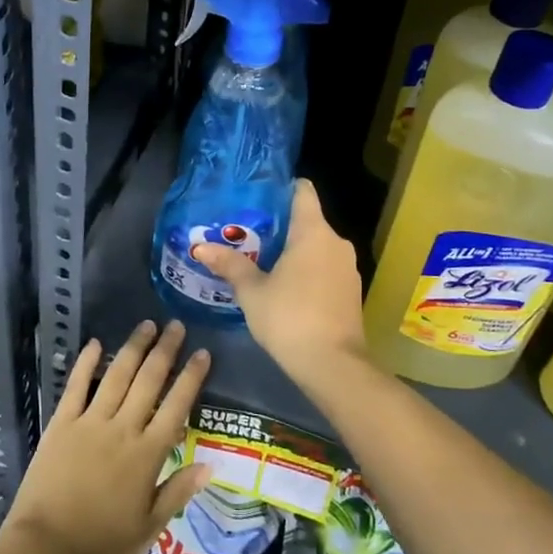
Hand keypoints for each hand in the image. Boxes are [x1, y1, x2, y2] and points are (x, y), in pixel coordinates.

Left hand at [0, 320, 211, 553]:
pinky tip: (95, 343)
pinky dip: (86, 363)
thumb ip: (178, 492)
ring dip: (133, 348)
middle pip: (149, 381)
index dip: (191, 378)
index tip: (203, 353)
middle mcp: (122, 429)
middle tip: (176, 325)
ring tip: (146, 325)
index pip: (176, 407)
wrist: (45, 552)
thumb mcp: (148, 528)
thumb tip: (210, 464)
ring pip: (117, 376)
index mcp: (147, 455)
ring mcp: (90, 423)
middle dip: (165, 351)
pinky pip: (76, 387)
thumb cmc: (101, 546)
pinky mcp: (61, 424)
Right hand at [192, 179, 365, 384]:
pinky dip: (308, 269)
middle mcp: (336, 242)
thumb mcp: (252, 291)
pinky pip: (326, 267)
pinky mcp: (351, 290)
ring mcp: (347, 267)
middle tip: (248, 233)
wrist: (334, 365)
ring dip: (294, 250)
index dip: (283, 188)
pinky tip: (286, 285)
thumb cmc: (289, 317)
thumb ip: (230, 265)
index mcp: (313, 232)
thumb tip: (200, 247)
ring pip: (318, 246)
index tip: (260, 196)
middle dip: (281, 225)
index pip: (303, 191)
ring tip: (262, 259)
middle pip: (308, 220)